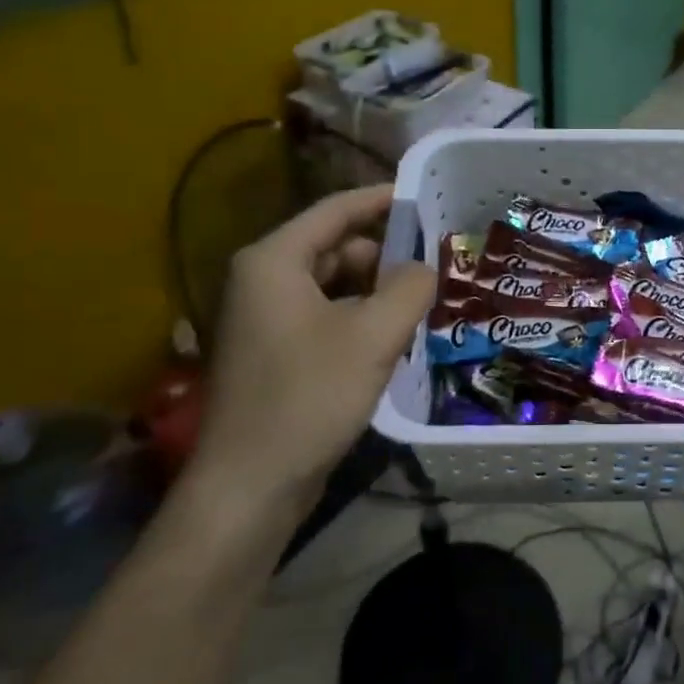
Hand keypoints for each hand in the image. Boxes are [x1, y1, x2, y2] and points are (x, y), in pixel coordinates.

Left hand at [191, 185, 435, 525]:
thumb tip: (425, 268)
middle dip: (385, 257)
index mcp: (274, 261)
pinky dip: (358, 319)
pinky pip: (324, 316)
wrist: (250, 486)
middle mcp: (262, 280)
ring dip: (375, 293)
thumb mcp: (374, 336)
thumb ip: (410, 288)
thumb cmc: (309, 397)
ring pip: (333, 285)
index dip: (381, 199)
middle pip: (335, 248)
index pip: (335, 210)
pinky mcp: (273, 352)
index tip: (423, 197)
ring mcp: (263, 319)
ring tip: (420, 308)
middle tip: (434, 270)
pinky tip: (391, 341)